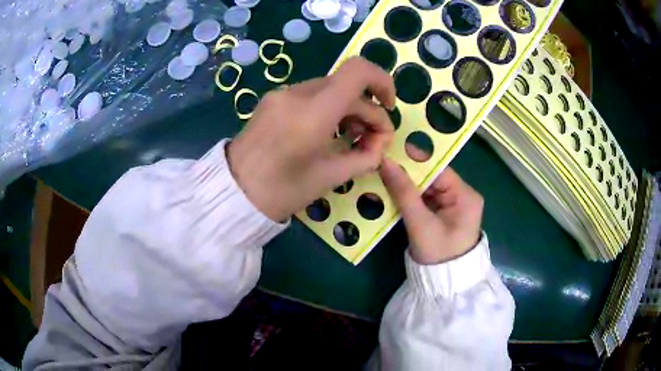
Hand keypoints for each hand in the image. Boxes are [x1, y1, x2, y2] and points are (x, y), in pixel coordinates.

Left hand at [228, 57, 395, 220]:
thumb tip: (380, 144)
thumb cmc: (283, 191)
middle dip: (368, 110)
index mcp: (314, 111)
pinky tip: (326, 133)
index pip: (358, 71)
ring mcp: (282, 93)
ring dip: (348, 109)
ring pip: (330, 89)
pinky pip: (311, 96)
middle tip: (372, 141)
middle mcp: (298, 93)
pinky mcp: (273, 99)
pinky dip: (328, 109)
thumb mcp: (332, 177)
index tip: (388, 106)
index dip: (383, 81)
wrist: (233, 192)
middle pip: (347, 85)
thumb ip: (366, 156)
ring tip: (350, 138)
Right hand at [379, 146, 483, 264]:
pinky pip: (425, 200)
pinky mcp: (443, 215)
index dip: (414, 160)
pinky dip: (409, 198)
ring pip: (426, 188)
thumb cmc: (438, 254)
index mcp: (465, 195)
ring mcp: (453, 206)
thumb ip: (403, 192)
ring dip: (406, 186)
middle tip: (381, 165)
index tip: (389, 152)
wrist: (444, 285)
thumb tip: (385, 162)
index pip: (438, 168)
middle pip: (431, 177)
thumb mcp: (420, 223)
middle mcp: (462, 196)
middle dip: (407, 174)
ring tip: (381, 177)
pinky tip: (391, 193)